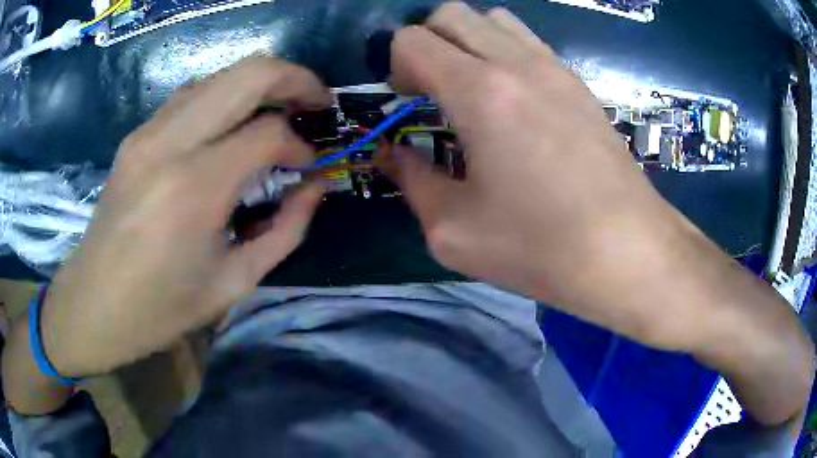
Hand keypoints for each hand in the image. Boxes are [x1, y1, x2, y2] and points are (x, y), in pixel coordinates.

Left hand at [40, 56, 329, 377]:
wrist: (94, 304)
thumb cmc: (161, 308)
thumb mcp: (233, 283)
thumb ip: (285, 230)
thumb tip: (316, 185)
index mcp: (194, 188)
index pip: (268, 133)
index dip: (300, 144)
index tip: (308, 165)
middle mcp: (169, 142)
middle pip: (250, 73)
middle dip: (296, 79)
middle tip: (317, 104)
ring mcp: (148, 132)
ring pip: (221, 74)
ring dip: (260, 84)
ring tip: (280, 112)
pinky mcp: (137, 135)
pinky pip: (193, 94)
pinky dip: (226, 97)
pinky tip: (233, 126)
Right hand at [389, 3, 681, 317]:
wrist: (628, 253)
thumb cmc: (540, 248)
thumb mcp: (453, 230)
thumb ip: (412, 181)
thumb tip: (393, 155)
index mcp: (480, 91)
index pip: (413, 40)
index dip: (395, 66)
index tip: (406, 103)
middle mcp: (517, 62)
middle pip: (452, 14)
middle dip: (428, 43)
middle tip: (433, 89)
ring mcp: (555, 68)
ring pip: (494, 19)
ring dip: (469, 41)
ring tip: (473, 89)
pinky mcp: (580, 84)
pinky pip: (529, 42)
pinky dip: (506, 52)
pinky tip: (515, 100)